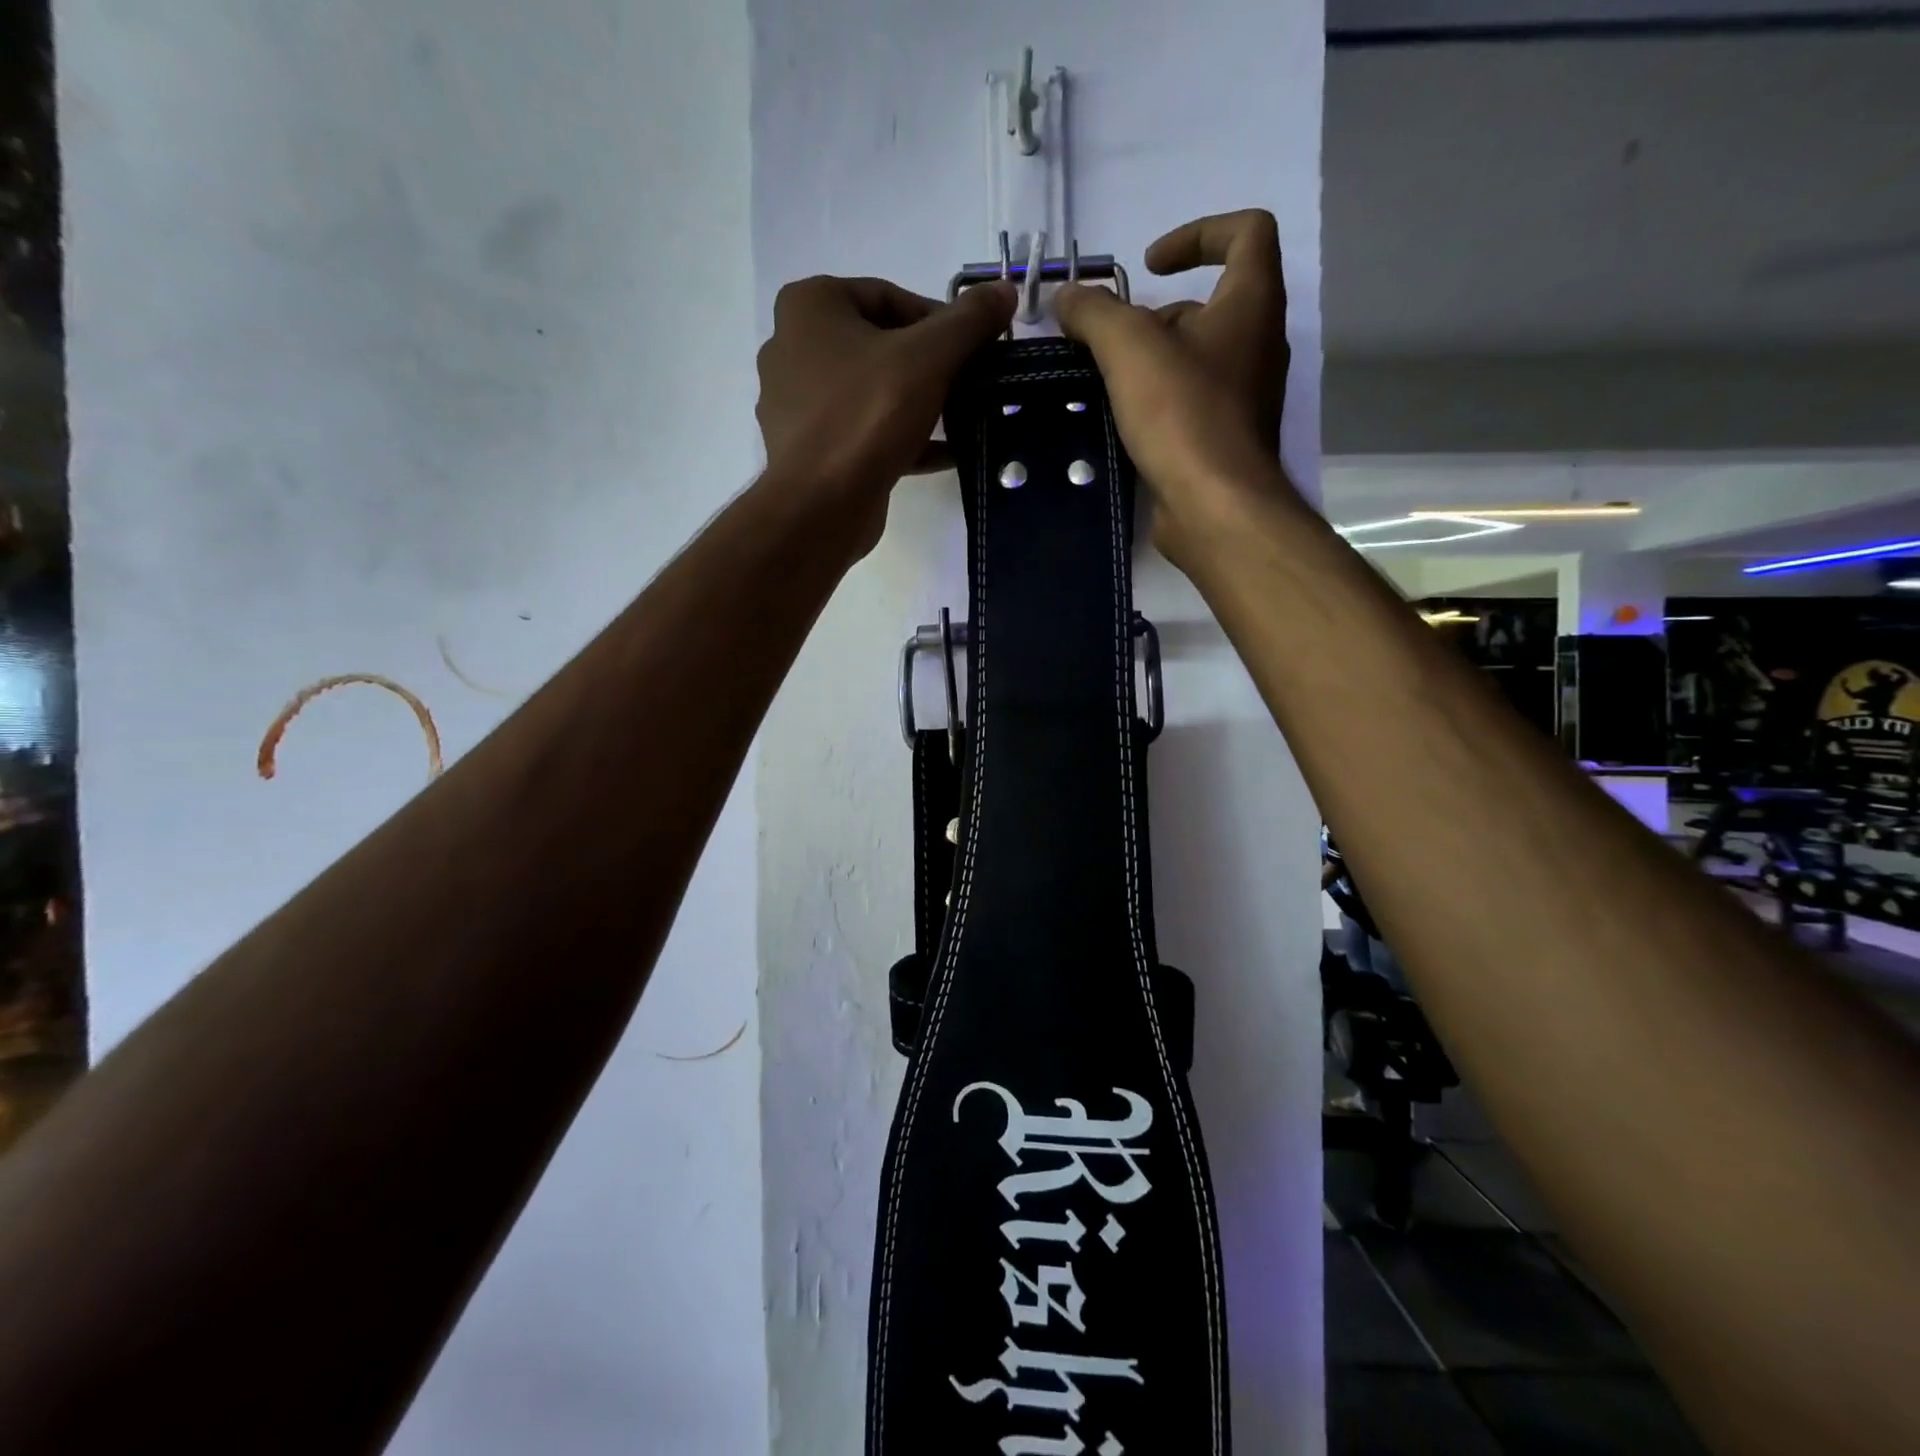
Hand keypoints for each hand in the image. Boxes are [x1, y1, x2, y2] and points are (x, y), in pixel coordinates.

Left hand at [756, 274, 1016, 556]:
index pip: (889, 297)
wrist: (820, 506)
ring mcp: (799, 404)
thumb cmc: (867, 415)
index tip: (973, 350)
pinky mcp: (812, 451)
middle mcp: (793, 348)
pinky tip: (945, 455)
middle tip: (971, 385)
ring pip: (873, 393)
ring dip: (921, 405)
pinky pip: (865, 433)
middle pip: (881, 346)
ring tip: (964, 419)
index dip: (939, 321)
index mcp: (810, 307)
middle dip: (931, 366)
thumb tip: (1006, 290)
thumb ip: (969, 321)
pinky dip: (903, 440)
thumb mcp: (929, 357)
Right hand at [1053, 210, 1292, 567]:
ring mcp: (1244, 397)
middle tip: (1109, 343)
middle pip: (1210, 303)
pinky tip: (1120, 423)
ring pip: (1195, 358)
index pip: (1247, 232)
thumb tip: (1067, 298)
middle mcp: (1257, 344)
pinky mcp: (1224, 439)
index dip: (1198, 232)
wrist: (1215, 508)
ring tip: (1105, 385)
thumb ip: (1094, 313)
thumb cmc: (1183, 415)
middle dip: (1155, 314)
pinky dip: (1156, 402)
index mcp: (1252, 303)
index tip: (1149, 265)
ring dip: (1150, 362)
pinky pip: (1189, 403)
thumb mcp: (1129, 349)